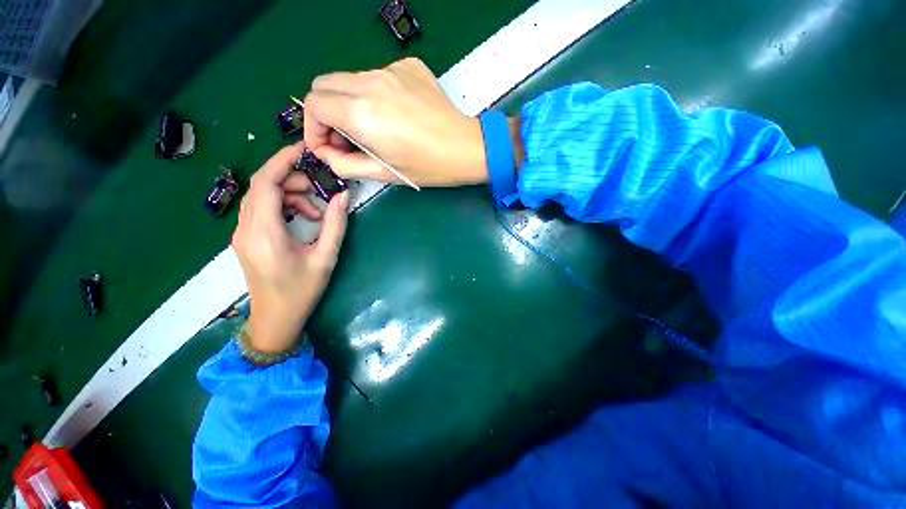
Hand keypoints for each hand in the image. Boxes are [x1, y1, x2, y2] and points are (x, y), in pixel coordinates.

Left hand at [232, 143, 349, 353]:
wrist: (275, 320)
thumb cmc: (301, 292)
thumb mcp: (325, 258)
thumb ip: (335, 225)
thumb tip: (343, 196)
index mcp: (265, 233)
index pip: (265, 182)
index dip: (283, 160)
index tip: (305, 150)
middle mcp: (246, 228)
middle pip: (262, 185)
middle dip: (292, 179)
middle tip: (320, 191)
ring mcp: (242, 233)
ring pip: (261, 196)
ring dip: (289, 194)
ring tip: (315, 212)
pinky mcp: (246, 238)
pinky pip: (261, 209)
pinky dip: (283, 206)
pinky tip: (302, 219)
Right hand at [303, 57, 488, 186]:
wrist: (465, 148)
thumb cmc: (427, 167)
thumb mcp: (383, 174)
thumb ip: (345, 164)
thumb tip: (325, 152)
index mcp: (361, 112)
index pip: (312, 104)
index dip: (313, 128)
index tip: (328, 146)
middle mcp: (369, 83)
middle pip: (324, 84)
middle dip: (326, 112)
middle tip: (346, 138)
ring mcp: (390, 70)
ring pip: (350, 79)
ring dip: (350, 103)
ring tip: (374, 129)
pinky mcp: (408, 66)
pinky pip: (378, 76)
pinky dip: (376, 95)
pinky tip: (397, 114)